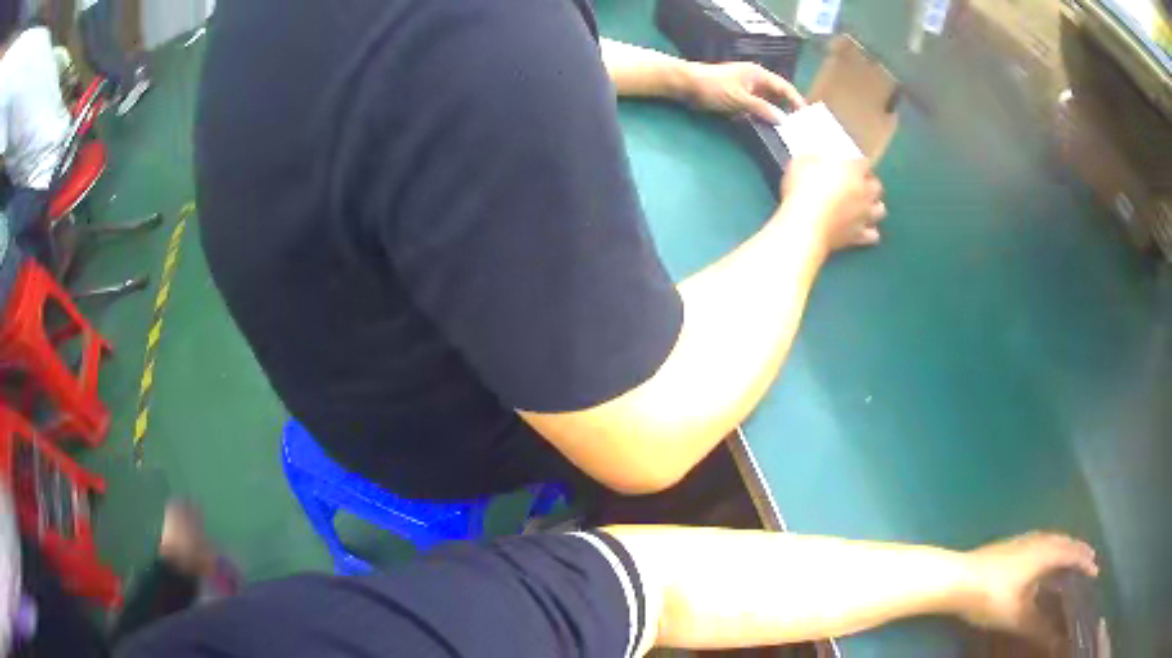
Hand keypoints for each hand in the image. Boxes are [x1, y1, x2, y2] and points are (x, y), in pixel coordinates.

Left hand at [683, 62, 804, 123]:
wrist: (686, 85)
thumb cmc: (714, 87)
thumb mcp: (741, 99)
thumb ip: (762, 109)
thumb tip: (783, 120)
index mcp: (759, 75)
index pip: (785, 87)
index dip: (797, 100)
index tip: (807, 116)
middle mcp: (755, 81)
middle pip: (777, 96)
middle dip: (788, 109)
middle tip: (799, 127)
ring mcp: (746, 89)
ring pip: (766, 103)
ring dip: (774, 115)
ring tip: (786, 131)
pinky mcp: (737, 98)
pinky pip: (754, 108)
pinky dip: (761, 117)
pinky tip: (766, 129)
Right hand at [780, 156, 885, 251]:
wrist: (805, 225)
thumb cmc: (802, 189)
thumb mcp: (801, 163)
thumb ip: (815, 160)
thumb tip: (817, 160)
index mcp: (852, 170)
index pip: (865, 163)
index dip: (858, 164)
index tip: (850, 165)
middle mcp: (864, 192)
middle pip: (877, 186)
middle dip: (870, 184)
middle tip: (858, 185)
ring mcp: (863, 215)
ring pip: (880, 210)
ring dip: (874, 207)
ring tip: (863, 207)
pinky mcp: (858, 236)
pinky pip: (873, 235)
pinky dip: (870, 232)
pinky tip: (861, 229)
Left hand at [960, 533, 1098, 643]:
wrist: (957, 578)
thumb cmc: (992, 596)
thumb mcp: (1018, 616)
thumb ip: (1039, 627)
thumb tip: (1057, 641)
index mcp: (1047, 551)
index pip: (1073, 553)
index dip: (1085, 562)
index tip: (1095, 571)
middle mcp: (1039, 539)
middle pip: (1065, 542)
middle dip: (1078, 552)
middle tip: (1088, 562)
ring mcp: (1023, 539)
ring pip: (1053, 540)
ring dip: (1065, 548)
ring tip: (1070, 560)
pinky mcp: (1010, 545)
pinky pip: (1040, 542)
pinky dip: (1050, 549)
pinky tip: (1042, 561)